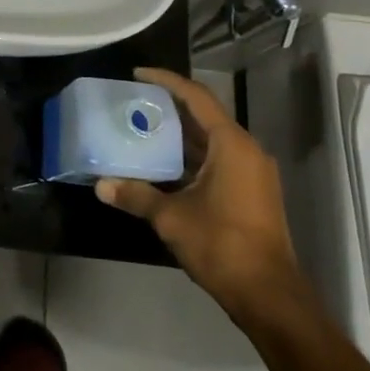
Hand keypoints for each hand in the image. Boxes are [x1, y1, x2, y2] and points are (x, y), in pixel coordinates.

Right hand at [96, 67, 302, 322]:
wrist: (268, 295)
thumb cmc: (222, 245)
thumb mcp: (171, 217)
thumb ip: (136, 195)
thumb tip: (100, 185)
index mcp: (232, 145)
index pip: (197, 98)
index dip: (167, 81)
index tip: (137, 74)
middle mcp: (246, 151)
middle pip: (204, 116)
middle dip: (169, 107)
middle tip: (133, 102)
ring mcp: (252, 173)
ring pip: (210, 141)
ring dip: (178, 135)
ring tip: (141, 128)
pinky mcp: (250, 193)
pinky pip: (217, 160)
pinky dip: (190, 157)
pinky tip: (161, 164)